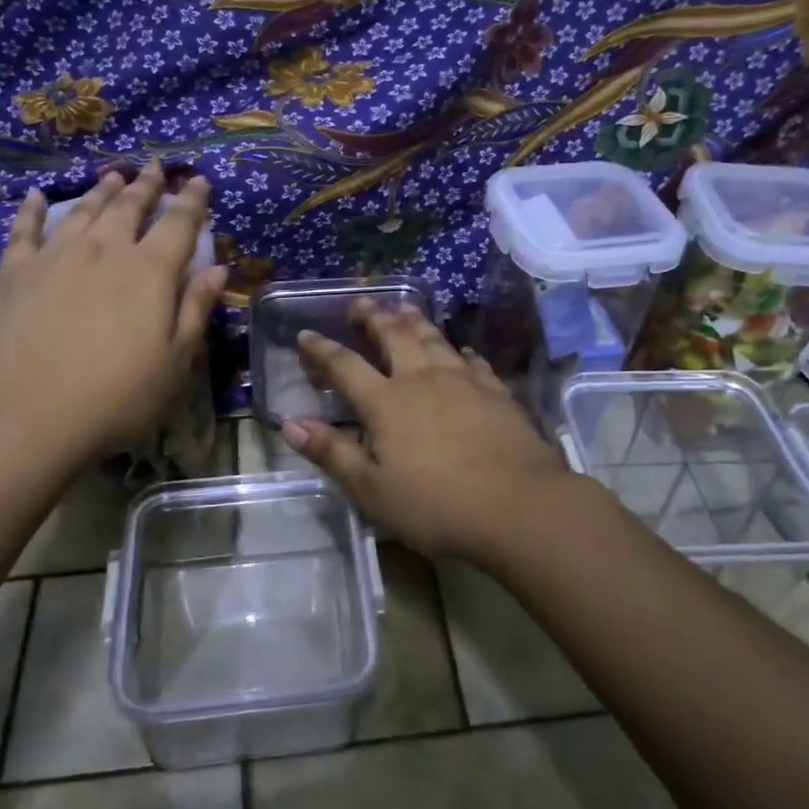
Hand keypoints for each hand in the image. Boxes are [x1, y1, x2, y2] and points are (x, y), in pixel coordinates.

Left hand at [0, 163, 227, 466]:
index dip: (192, 200)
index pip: (179, 224)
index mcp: (150, 271)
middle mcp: (105, 251)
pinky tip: (34, 196)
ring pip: (83, 210)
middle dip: (147, 185)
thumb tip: (216, 269)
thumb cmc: (116, 396)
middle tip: (155, 167)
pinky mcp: (15, 272)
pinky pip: (24, 230)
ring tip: (113, 175)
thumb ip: (196, 310)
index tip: (199, 180)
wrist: (26, 415)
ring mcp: (56, 256)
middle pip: (130, 207)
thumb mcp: (175, 362)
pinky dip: (31, 210)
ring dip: (101, 190)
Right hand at [279, 302, 581, 562]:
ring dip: (413, 319)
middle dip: (372, 316)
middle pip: (393, 335)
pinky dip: (459, 351)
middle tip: (360, 303)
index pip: (345, 365)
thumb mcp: (371, 489)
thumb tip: (290, 423)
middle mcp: (421, 378)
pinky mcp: (496, 391)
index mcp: (386, 402)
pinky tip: (460, 350)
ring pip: (433, 338)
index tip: (306, 334)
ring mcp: (463, 380)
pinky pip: (472, 360)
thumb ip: (331, 453)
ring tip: (403, 306)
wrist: (518, 505)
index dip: (322, 349)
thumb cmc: (435, 505)